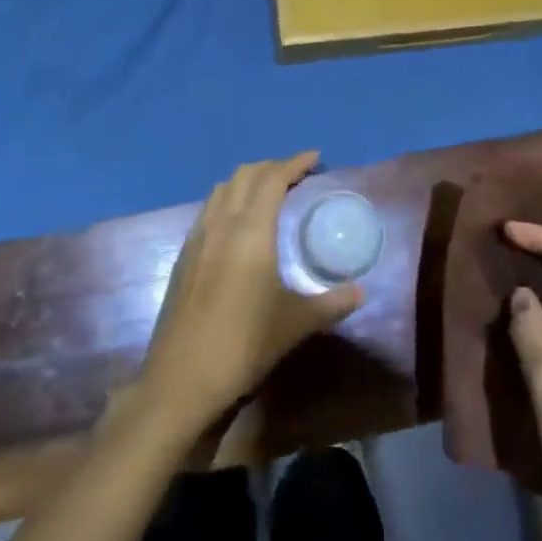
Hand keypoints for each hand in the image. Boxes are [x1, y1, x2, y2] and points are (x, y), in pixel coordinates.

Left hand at [138, 153, 363, 437]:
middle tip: (296, 175)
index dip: (294, 162)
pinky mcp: (183, 258)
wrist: (181, 382)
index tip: (314, 157)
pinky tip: (238, 227)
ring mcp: (196, 240)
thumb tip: (361, 291)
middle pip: (244, 175)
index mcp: (250, 232)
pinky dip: (228, 201)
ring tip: (268, 194)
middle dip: (271, 167)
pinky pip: (208, 211)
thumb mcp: (296, 324)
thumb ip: (331, 303)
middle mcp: (220, 225)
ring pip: (221, 190)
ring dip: (246, 181)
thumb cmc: (244, 347)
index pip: (272, 179)